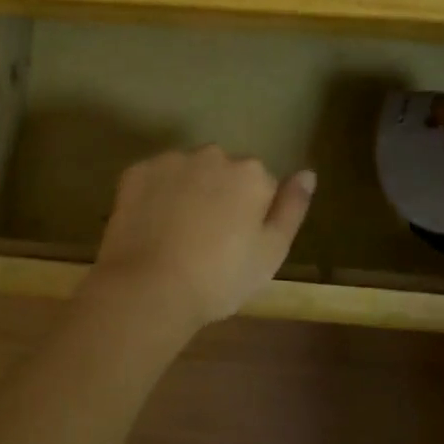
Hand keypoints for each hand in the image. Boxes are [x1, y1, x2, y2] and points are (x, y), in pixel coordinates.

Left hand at [90, 147, 315, 328]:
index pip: (260, 185)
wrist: (150, 288)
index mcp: (251, 173)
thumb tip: (308, 173)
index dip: (251, 215)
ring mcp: (170, 160)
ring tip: (175, 235)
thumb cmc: (220, 278)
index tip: (237, 244)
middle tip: (207, 240)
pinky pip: (153, 178)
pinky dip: (154, 195)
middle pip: (222, 171)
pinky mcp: (136, 172)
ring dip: (186, 191)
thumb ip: (292, 207)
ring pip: (187, 171)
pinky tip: (150, 227)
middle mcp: (212, 155)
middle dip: (218, 195)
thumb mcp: (271, 252)